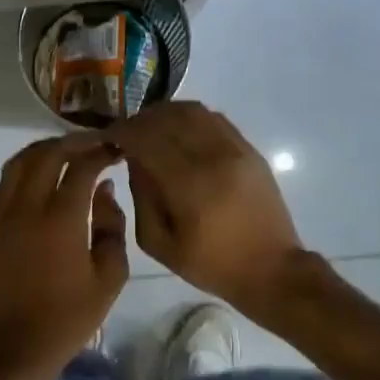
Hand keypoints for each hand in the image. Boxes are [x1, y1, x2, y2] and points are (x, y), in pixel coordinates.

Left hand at [0, 135, 128, 379]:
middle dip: (73, 142)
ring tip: (66, 151)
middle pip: (47, 154)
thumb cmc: (69, 316)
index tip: (117, 149)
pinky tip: (39, 178)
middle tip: (95, 144)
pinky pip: (4, 184)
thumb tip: (104, 192)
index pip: (82, 167)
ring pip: (18, 163)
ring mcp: (3, 216)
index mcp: (61, 219)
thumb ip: (112, 227)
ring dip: (44, 150)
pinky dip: (23, 170)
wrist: (16, 345)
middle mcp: (28, 208)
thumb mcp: (110, 276)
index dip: (101, 152)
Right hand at [109, 102, 305, 312]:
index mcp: (188, 184)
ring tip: (151, 130)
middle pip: (168, 117)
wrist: (271, 269)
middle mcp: (213, 156)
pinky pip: (214, 119)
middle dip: (140, 120)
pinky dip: (190, 118)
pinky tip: (180, 133)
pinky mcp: (250, 150)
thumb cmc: (211, 264)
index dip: (122, 131)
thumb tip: (133, 160)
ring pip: (193, 111)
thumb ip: (142, 198)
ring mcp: (236, 149)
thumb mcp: (160, 244)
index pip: (146, 138)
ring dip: (165, 114)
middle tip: (126, 133)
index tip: (108, 137)